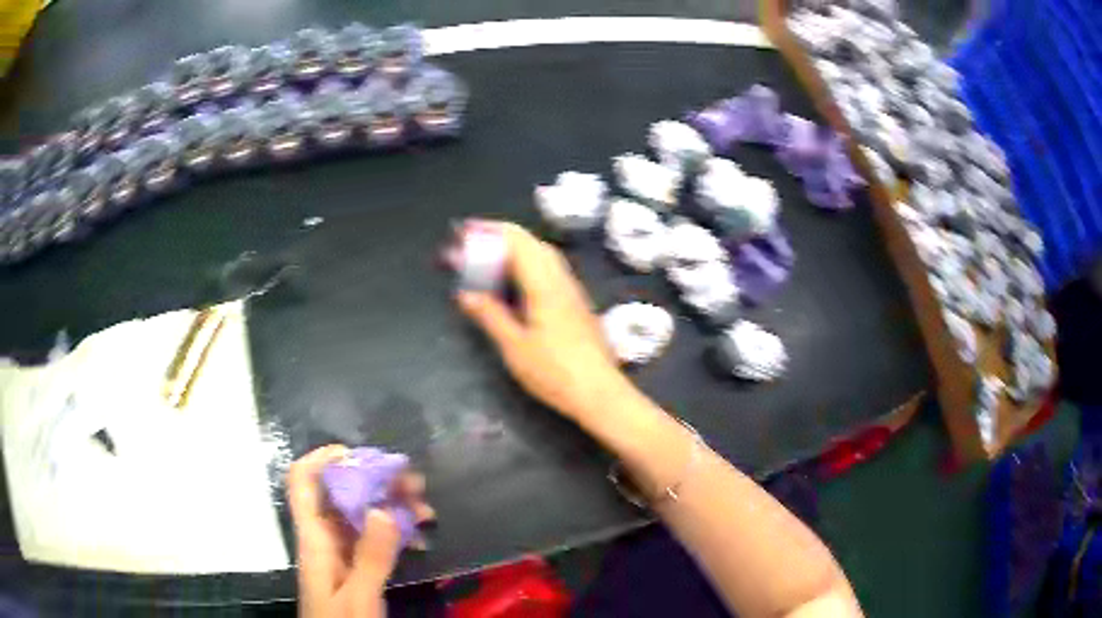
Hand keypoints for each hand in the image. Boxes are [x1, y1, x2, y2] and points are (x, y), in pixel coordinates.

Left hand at [288, 445, 430, 617]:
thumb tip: (382, 508)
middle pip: (340, 494)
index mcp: (314, 539)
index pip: (303, 483)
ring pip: (360, 514)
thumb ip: (369, 557)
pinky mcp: (356, 566)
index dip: (323, 460)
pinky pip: (373, 537)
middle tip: (413, 482)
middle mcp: (324, 538)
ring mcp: (341, 552)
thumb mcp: (358, 596)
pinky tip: (419, 535)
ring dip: (391, 504)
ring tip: (426, 507)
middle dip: (374, 481)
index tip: (361, 455)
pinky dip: (394, 530)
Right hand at [457, 222, 632, 421]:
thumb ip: (490, 316)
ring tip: (491, 257)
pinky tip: (518, 281)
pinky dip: (529, 263)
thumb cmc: (555, 372)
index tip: (465, 232)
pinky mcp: (577, 304)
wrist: (599, 393)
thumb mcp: (514, 346)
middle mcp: (561, 279)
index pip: (517, 241)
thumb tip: (465, 294)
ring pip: (545, 255)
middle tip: (474, 243)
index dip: (490, 231)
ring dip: (517, 248)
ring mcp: (573, 291)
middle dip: (502, 236)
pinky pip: (551, 269)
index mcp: (544, 284)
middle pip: (533, 243)